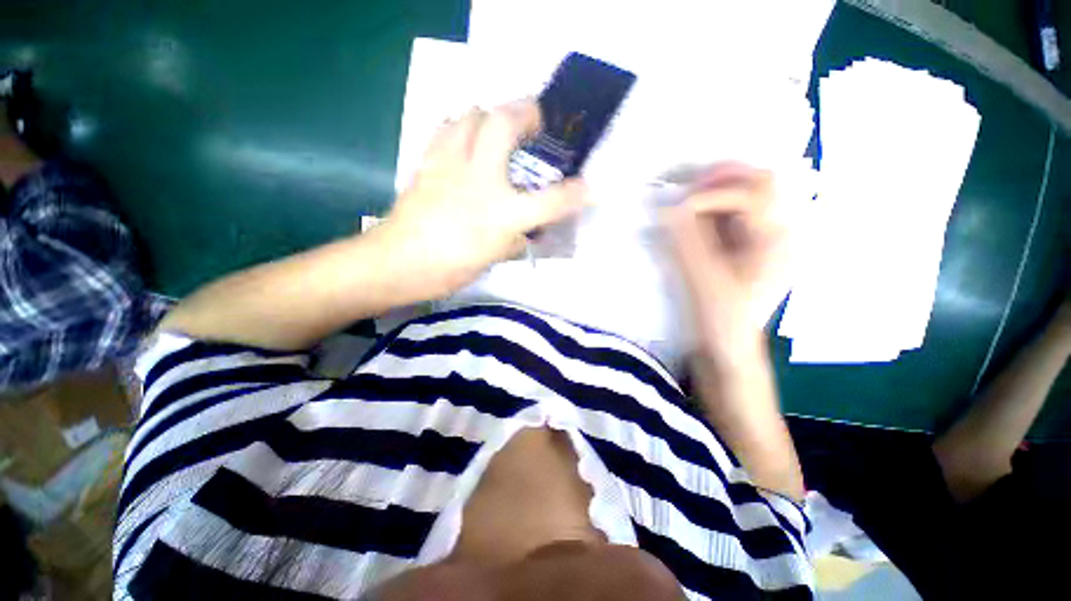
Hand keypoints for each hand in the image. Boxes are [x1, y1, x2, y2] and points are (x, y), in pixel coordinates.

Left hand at [382, 100, 587, 295]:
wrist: (397, 264)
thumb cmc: (448, 267)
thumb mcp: (492, 260)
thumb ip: (515, 242)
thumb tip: (526, 232)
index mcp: (501, 212)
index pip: (550, 201)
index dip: (575, 194)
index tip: (590, 187)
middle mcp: (480, 179)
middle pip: (504, 123)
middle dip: (527, 113)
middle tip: (536, 122)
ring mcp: (449, 165)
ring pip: (470, 115)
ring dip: (490, 114)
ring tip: (500, 128)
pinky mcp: (426, 163)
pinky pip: (444, 128)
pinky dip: (459, 125)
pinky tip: (464, 138)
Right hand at [666, 164, 789, 357]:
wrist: (729, 347)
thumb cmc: (722, 318)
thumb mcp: (704, 278)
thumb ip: (688, 239)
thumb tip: (672, 206)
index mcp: (778, 240)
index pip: (751, 196)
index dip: (711, 197)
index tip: (677, 211)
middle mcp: (779, 231)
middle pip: (759, 183)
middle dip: (721, 179)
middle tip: (685, 185)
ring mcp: (764, 237)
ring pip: (745, 194)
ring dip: (716, 190)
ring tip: (686, 196)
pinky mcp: (747, 245)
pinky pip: (733, 213)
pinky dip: (712, 207)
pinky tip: (693, 215)